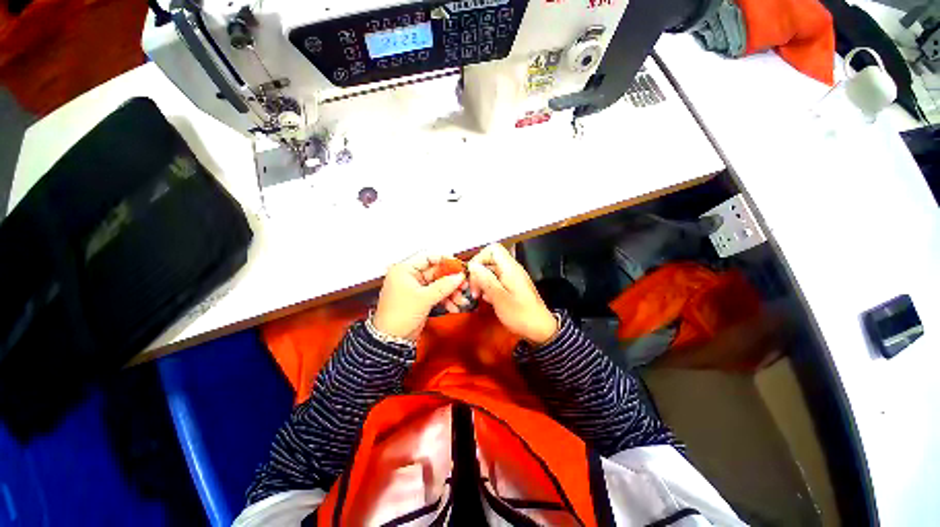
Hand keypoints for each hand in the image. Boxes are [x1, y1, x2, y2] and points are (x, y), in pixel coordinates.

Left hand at [373, 253, 470, 340]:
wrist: (391, 339)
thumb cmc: (398, 316)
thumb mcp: (424, 298)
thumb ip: (443, 286)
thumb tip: (459, 276)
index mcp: (404, 270)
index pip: (427, 256)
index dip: (444, 260)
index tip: (458, 266)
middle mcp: (410, 276)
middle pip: (435, 271)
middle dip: (451, 279)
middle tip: (463, 284)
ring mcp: (415, 288)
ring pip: (438, 284)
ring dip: (450, 291)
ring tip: (461, 299)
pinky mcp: (420, 298)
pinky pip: (436, 294)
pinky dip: (445, 299)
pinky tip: (453, 306)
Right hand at [468, 244, 557, 345]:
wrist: (541, 330)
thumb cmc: (521, 315)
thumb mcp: (500, 298)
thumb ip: (486, 280)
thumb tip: (472, 265)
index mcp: (510, 268)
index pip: (493, 249)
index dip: (480, 258)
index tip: (472, 274)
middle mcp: (512, 269)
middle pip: (490, 260)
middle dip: (478, 273)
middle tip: (474, 291)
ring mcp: (512, 278)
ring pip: (491, 271)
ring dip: (482, 282)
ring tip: (478, 297)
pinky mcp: (512, 287)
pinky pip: (497, 281)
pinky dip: (489, 288)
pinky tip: (488, 300)